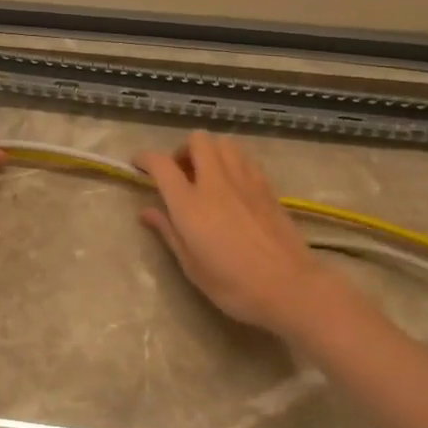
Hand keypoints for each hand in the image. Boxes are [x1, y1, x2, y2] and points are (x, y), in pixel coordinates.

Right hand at [134, 131, 364, 338]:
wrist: (289, 287)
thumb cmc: (233, 284)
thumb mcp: (191, 265)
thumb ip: (168, 231)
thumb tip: (146, 211)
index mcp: (190, 203)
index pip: (161, 164)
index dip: (145, 158)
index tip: (138, 164)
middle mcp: (216, 182)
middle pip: (197, 140)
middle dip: (182, 149)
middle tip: (180, 173)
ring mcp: (245, 180)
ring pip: (224, 143)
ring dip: (210, 151)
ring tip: (206, 175)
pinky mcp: (267, 186)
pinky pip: (245, 158)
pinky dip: (232, 161)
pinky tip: (232, 185)